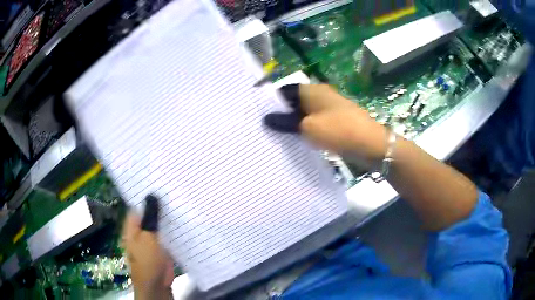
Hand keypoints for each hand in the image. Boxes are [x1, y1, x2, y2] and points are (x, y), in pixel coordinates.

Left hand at [122, 196, 174, 298]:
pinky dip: (172, 228)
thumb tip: (151, 196)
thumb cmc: (148, 261)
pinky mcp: (161, 247)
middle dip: (159, 205)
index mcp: (132, 227)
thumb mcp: (148, 238)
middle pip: (148, 214)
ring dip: (166, 217)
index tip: (160, 185)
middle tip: (174, 191)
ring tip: (180, 201)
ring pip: (158, 224)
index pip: (137, 206)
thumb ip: (150, 218)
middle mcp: (140, 231)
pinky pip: (165, 234)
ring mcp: (151, 240)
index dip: (146, 195)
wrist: (156, 284)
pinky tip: (182, 220)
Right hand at [265, 84, 387, 166]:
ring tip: (275, 136)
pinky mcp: (334, 122)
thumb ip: (285, 122)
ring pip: (303, 114)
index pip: (285, 90)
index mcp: (312, 90)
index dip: (271, 100)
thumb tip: (266, 119)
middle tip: (263, 128)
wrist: (370, 144)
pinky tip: (295, 142)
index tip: (258, 114)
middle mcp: (320, 96)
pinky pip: (314, 124)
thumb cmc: (339, 130)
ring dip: (292, 124)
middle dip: (280, 114)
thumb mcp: (308, 127)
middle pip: (294, 102)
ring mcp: (328, 109)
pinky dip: (304, 131)